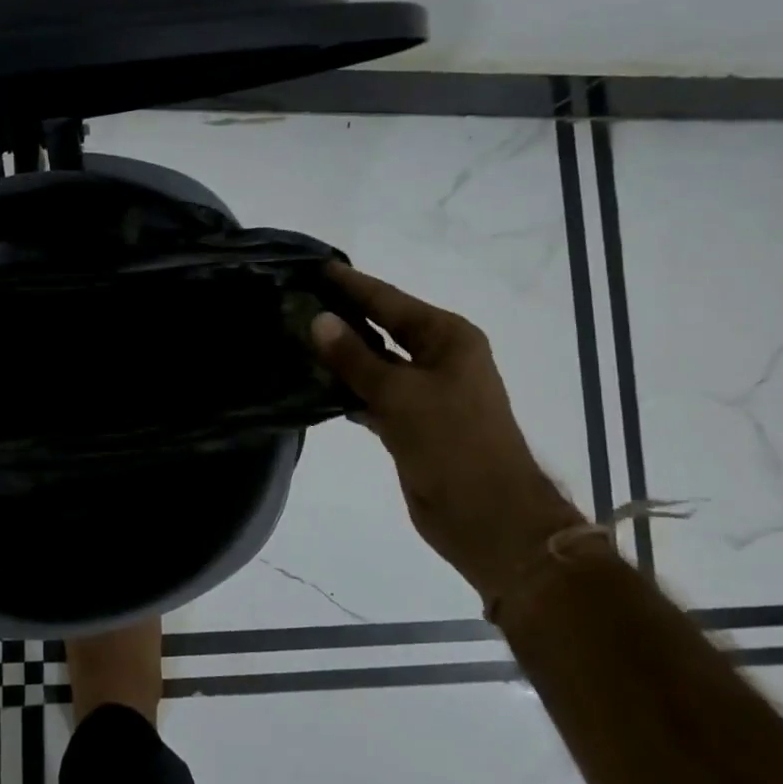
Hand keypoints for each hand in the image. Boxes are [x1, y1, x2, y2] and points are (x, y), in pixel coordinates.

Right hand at [310, 263, 582, 601]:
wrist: (488, 518)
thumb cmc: (453, 445)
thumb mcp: (401, 395)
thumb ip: (356, 358)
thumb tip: (318, 320)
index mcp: (447, 338)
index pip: (389, 300)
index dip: (351, 283)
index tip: (314, 265)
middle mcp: (438, 357)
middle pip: (382, 327)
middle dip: (342, 315)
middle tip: (294, 298)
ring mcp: (425, 391)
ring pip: (374, 362)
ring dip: (341, 354)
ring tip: (294, 335)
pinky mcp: (411, 422)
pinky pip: (372, 393)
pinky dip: (346, 388)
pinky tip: (313, 382)